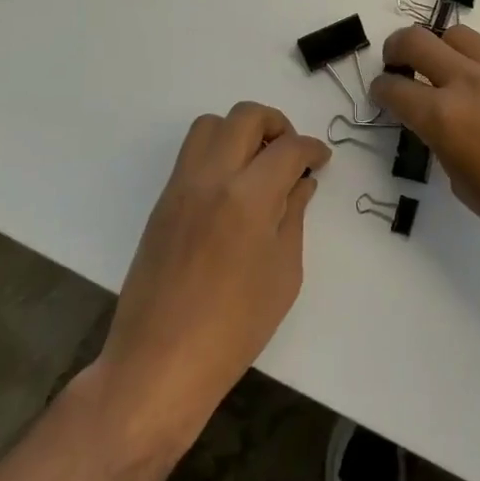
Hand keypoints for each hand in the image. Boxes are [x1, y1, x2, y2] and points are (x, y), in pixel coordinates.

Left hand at [88, 103, 329, 441]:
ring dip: (239, 131)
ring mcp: (180, 188)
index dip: (311, 148)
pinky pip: (191, 155)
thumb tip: (300, 182)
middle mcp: (211, 179)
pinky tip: (232, 189)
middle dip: (276, 123)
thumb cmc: (234, 328)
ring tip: (258, 164)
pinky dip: (217, 153)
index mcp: (248, 197)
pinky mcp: (162, 203)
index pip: (288, 147)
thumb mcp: (283, 273)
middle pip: (245, 116)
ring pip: (210, 125)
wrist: (158, 364)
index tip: (321, 160)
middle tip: (290, 152)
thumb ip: (292, 216)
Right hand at [369, 26, 479, 274]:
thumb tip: (445, 125)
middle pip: (418, 40)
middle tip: (400, 64)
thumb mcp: (464, 185)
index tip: (382, 92)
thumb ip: (445, 143)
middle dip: (398, 49)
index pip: (395, 89)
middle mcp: (471, 81)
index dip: (381, 90)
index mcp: (445, 117)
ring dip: (444, 50)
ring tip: (452, 73)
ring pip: (460, 36)